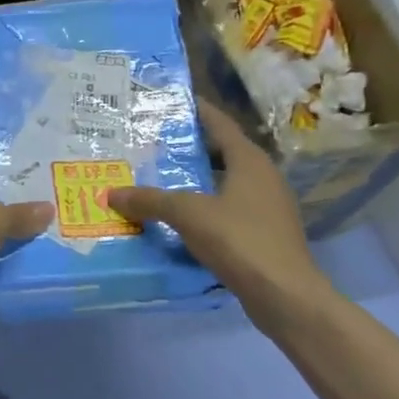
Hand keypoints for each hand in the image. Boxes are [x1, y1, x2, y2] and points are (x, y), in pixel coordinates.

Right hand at [108, 100, 335, 335]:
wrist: (287, 297)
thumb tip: (111, 193)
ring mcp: (266, 207)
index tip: (169, 100)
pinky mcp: (263, 234)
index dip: (196, 110)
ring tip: (157, 177)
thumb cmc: (240, 240)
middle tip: (150, 142)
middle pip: (220, 152)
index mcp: (249, 161)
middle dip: (188, 147)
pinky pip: (226, 209)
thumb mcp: (188, 214)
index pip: (219, 123)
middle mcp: (262, 177)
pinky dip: (202, 207)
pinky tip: (176, 217)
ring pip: (223, 183)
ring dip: (194, 179)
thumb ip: (149, 200)